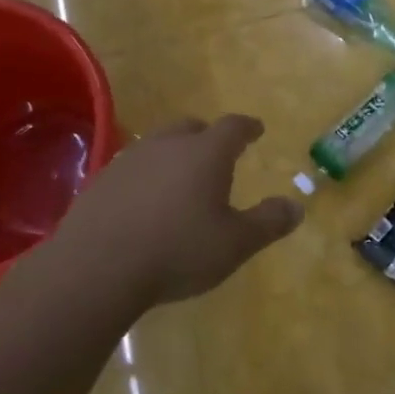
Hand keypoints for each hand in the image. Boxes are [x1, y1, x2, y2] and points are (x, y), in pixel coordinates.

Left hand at [52, 115, 302, 306]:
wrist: (98, 267)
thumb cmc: (178, 251)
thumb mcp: (235, 243)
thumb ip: (269, 223)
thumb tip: (297, 206)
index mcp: (206, 153)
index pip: (233, 127)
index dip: (247, 127)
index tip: (256, 129)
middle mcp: (167, 146)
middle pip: (192, 127)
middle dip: (208, 136)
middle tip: (218, 151)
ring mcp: (129, 160)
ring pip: (159, 144)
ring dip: (175, 154)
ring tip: (182, 177)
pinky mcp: (101, 181)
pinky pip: (133, 167)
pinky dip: (147, 176)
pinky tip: (146, 201)